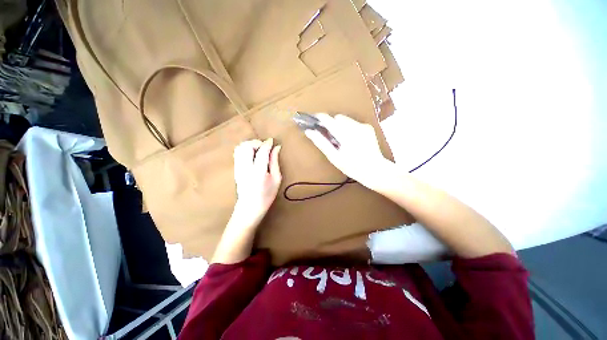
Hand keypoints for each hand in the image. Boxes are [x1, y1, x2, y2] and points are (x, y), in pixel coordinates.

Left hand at [232, 138, 281, 227]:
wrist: (249, 208)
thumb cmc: (266, 195)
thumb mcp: (276, 179)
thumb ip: (275, 162)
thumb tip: (276, 148)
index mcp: (259, 172)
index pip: (262, 151)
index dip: (267, 144)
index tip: (272, 141)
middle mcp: (246, 168)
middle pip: (247, 146)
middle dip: (257, 142)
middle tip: (265, 147)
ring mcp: (238, 168)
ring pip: (240, 148)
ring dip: (250, 145)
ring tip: (258, 150)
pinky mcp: (235, 169)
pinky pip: (237, 153)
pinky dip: (245, 149)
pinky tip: (252, 155)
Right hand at [304, 114, 392, 188]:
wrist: (374, 169)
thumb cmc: (352, 166)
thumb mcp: (334, 157)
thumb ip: (321, 143)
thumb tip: (309, 132)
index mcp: (345, 134)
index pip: (329, 119)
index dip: (319, 118)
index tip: (314, 120)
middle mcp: (355, 126)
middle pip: (338, 118)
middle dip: (332, 124)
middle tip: (331, 137)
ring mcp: (363, 126)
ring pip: (346, 119)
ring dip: (340, 126)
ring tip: (342, 140)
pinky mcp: (368, 127)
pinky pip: (354, 123)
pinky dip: (349, 128)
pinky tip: (351, 140)